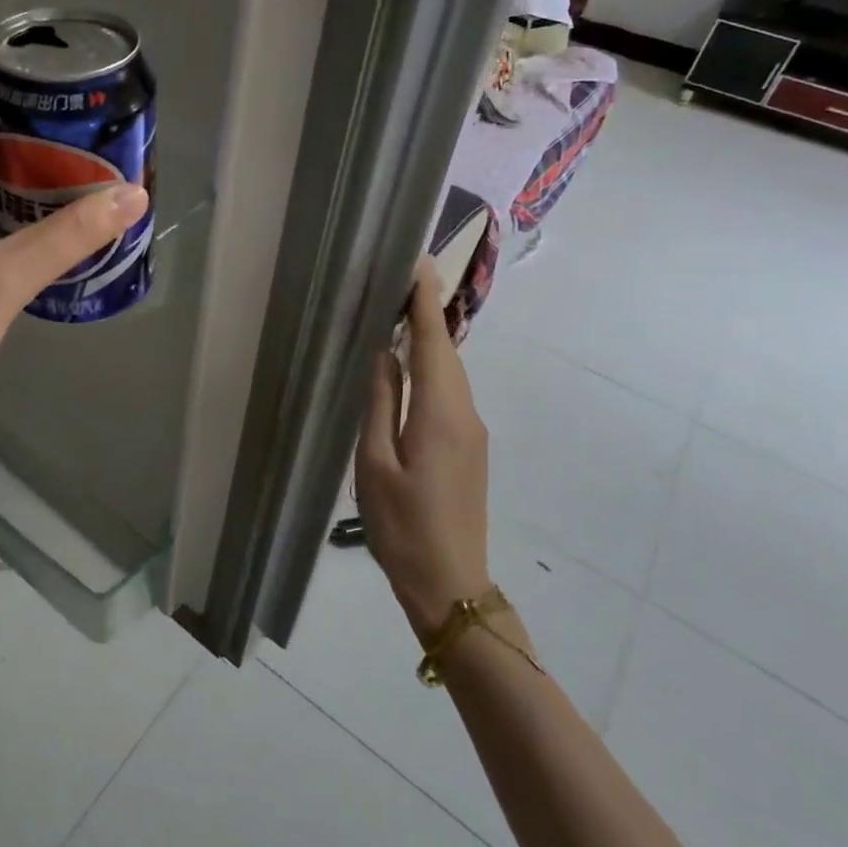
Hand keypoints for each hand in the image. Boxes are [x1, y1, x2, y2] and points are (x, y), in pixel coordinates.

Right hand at [355, 256, 491, 640]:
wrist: (450, 585)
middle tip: (396, 278)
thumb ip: (379, 403)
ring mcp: (472, 432)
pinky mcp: (469, 448)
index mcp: (441, 413)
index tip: (416, 261)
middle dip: (425, 312)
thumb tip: (384, 353)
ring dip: (428, 339)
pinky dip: (431, 367)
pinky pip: (449, 393)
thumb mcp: (375, 463)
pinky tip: (408, 365)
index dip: (425, 300)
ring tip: (398, 311)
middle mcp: (465, 414)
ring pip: (449, 372)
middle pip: (446, 352)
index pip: (435, 342)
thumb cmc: (403, 526)